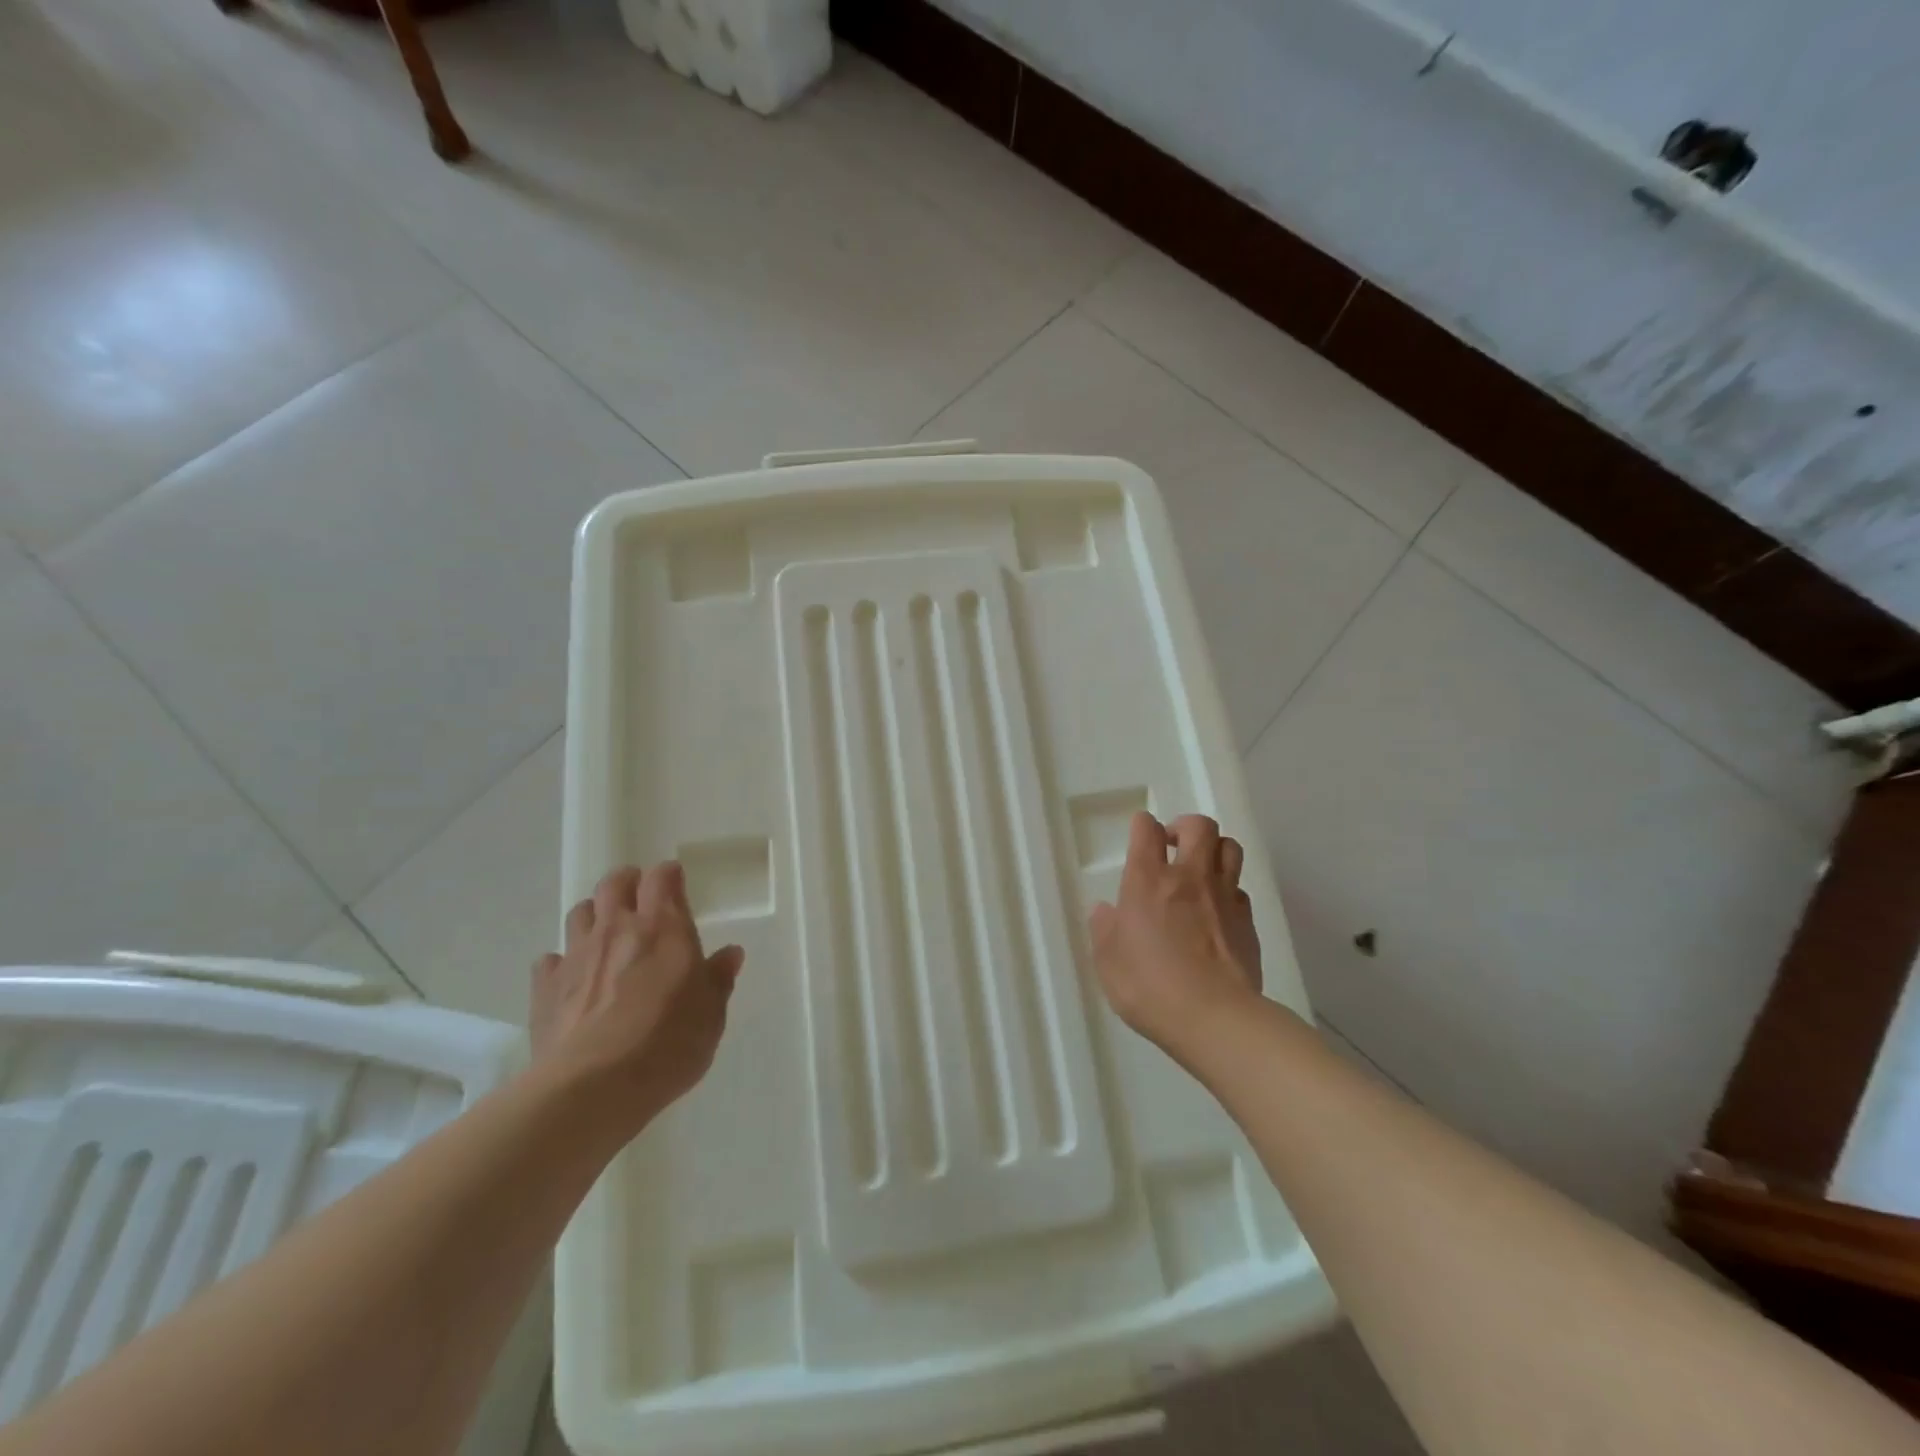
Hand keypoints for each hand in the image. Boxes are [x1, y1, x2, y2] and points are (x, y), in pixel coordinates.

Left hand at [529, 863, 744, 1138]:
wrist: (592, 1087)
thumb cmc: (667, 1044)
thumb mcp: (711, 1014)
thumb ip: (718, 979)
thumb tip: (731, 953)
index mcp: (664, 927)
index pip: (662, 878)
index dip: (669, 875)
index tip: (676, 882)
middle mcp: (618, 929)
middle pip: (614, 883)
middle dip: (627, 882)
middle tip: (639, 896)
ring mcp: (576, 955)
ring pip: (580, 912)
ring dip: (595, 915)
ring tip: (607, 934)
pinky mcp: (544, 987)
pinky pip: (550, 959)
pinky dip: (562, 961)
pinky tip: (572, 978)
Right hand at [1088, 812, 1261, 1059]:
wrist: (1214, 1018)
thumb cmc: (1149, 987)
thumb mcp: (1108, 962)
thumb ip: (1104, 930)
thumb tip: (1105, 910)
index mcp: (1147, 881)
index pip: (1147, 830)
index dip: (1143, 825)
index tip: (1140, 834)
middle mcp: (1189, 878)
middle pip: (1200, 827)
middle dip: (1186, 826)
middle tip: (1173, 844)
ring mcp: (1223, 897)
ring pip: (1230, 848)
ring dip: (1214, 849)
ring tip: (1201, 868)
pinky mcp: (1247, 922)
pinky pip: (1240, 889)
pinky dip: (1228, 889)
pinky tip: (1217, 910)